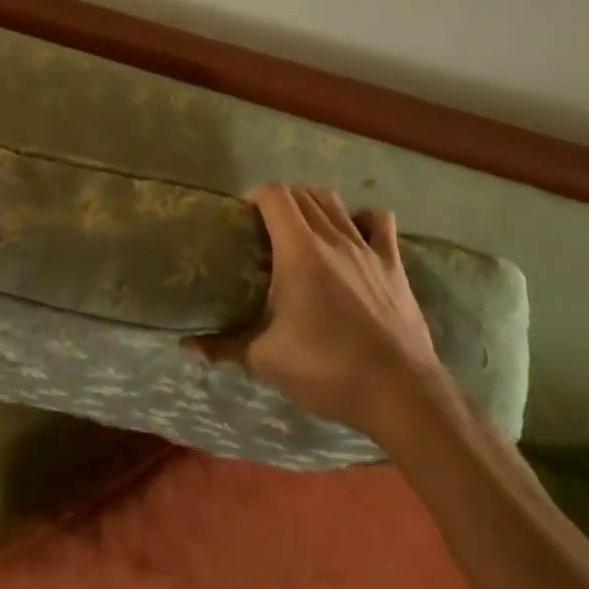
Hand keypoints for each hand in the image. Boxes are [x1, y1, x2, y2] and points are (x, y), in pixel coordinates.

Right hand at [193, 184, 447, 436]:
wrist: (401, 394)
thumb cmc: (328, 370)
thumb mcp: (266, 361)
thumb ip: (224, 348)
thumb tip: (187, 347)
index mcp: (299, 251)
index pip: (275, 196)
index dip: (256, 195)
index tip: (243, 216)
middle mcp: (333, 239)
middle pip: (303, 195)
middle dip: (280, 201)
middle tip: (265, 227)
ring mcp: (367, 249)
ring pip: (336, 203)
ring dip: (314, 204)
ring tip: (302, 226)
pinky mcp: (394, 265)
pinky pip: (379, 222)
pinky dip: (361, 218)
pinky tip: (352, 233)